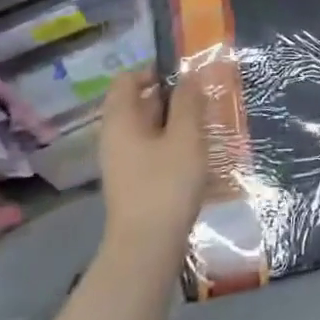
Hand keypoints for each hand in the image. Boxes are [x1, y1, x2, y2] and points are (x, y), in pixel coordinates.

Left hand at [99, 69, 208, 261]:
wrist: (146, 248)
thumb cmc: (166, 184)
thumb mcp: (185, 137)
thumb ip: (188, 102)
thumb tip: (189, 76)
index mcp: (120, 120)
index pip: (127, 80)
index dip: (154, 71)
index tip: (185, 77)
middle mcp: (115, 137)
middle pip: (138, 103)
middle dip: (171, 98)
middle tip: (203, 100)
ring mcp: (122, 162)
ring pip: (148, 129)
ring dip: (175, 123)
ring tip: (205, 127)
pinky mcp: (133, 182)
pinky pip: (151, 151)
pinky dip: (171, 145)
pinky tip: (195, 156)